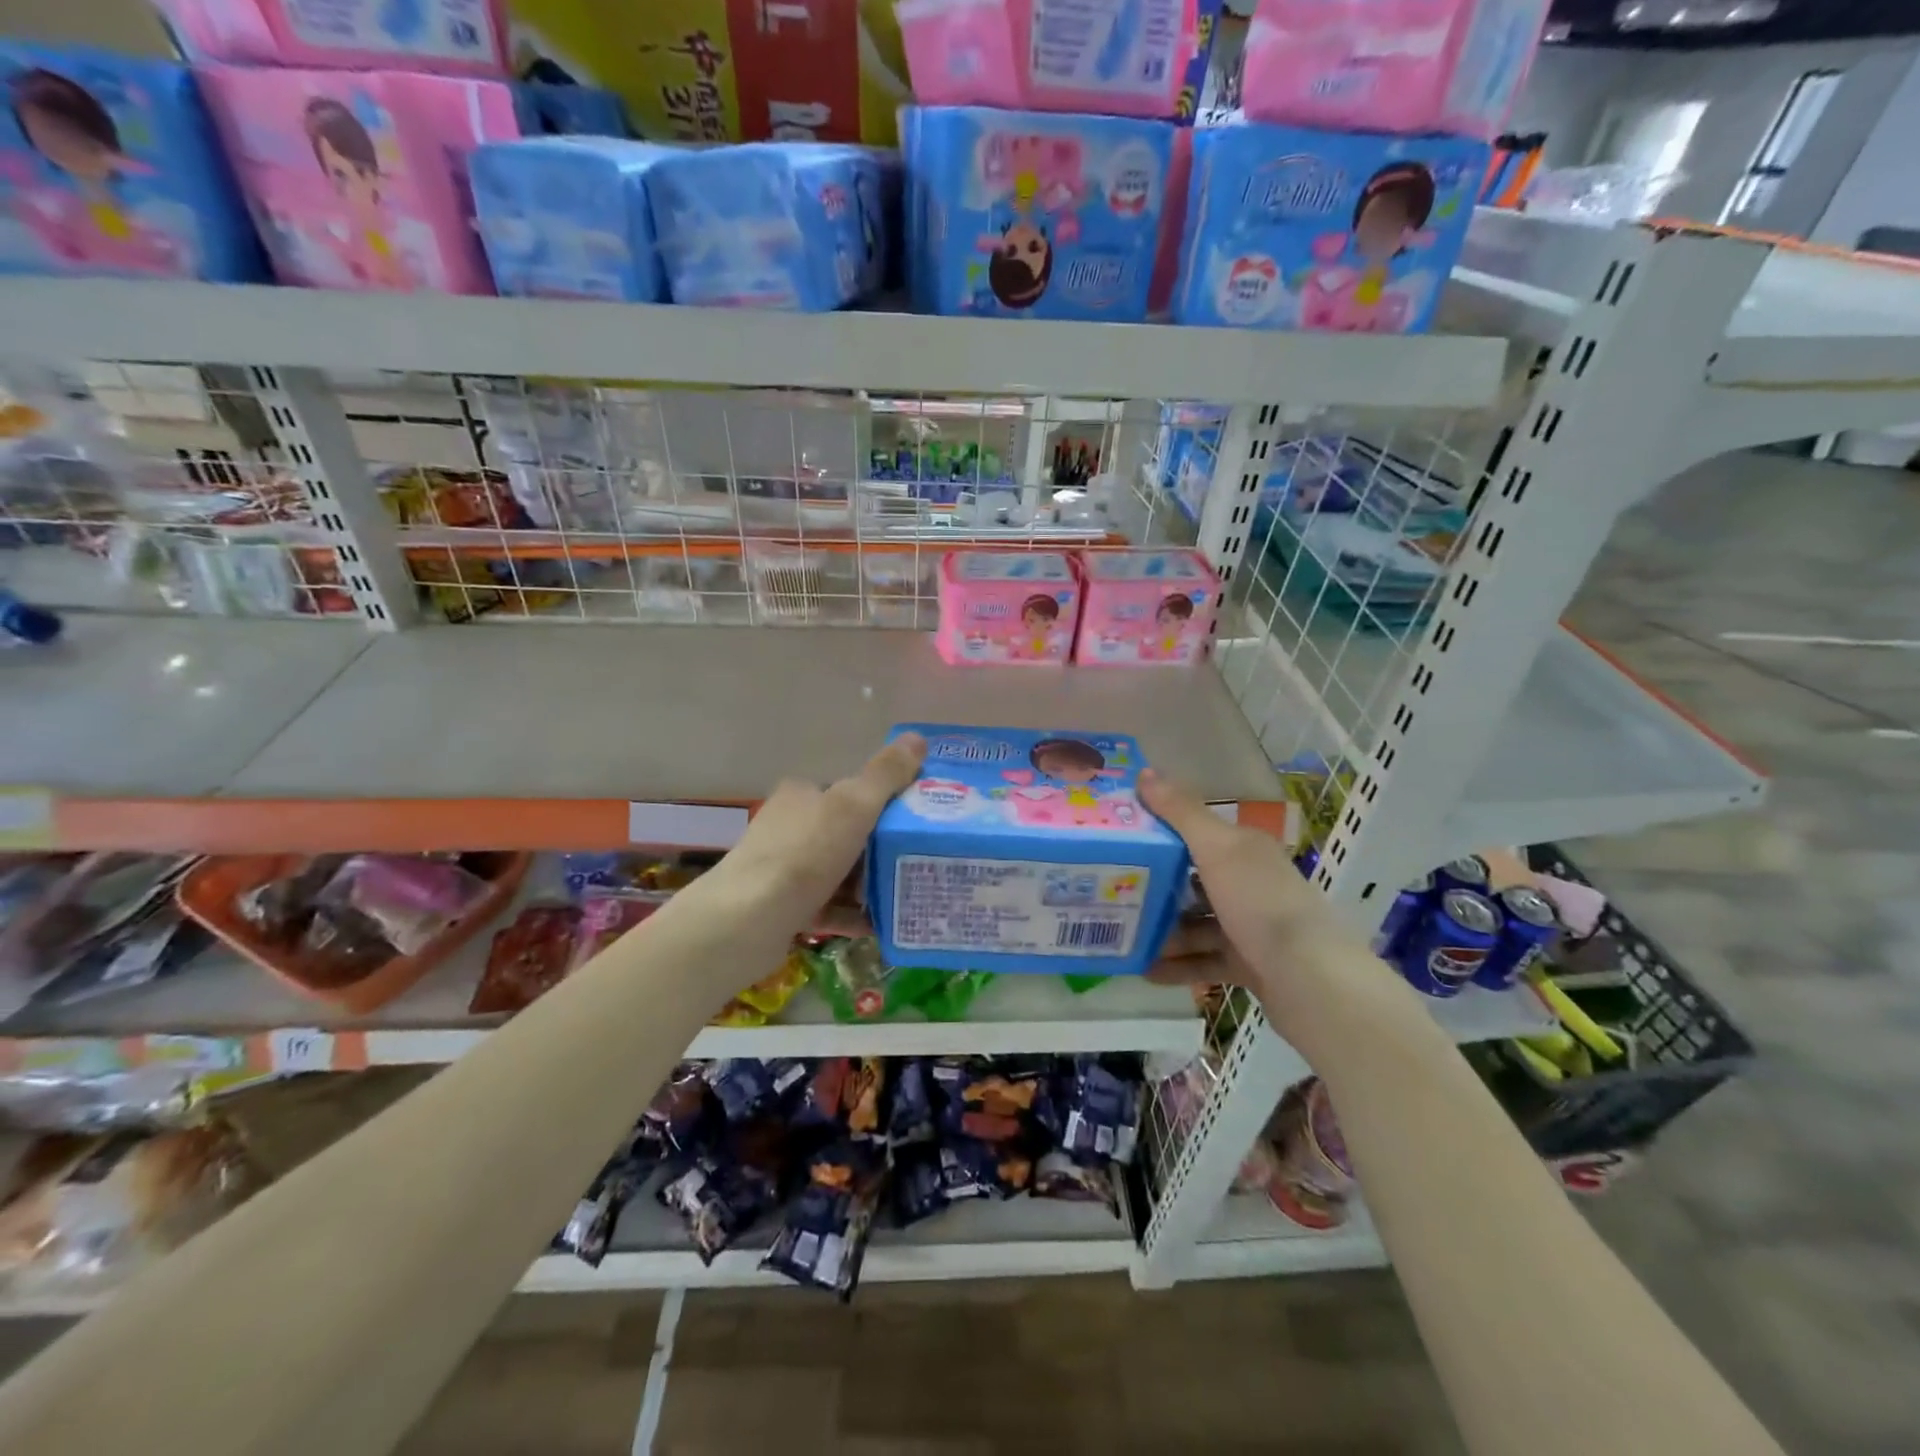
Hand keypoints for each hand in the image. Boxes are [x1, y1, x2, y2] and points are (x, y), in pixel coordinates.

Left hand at [713, 733, 926, 924]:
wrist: (747, 920)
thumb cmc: (804, 854)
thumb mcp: (854, 806)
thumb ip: (886, 774)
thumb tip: (917, 737)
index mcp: (803, 794)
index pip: (849, 790)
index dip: (884, 802)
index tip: (915, 821)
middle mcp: (789, 826)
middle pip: (847, 833)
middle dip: (881, 849)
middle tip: (917, 862)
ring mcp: (782, 867)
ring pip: (838, 872)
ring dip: (869, 884)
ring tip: (905, 895)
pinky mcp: (780, 906)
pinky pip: (828, 906)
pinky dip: (852, 914)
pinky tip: (878, 925)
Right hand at [1137, 769, 1342, 990]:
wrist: (1309, 978)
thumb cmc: (1259, 902)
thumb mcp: (1216, 849)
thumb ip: (1180, 812)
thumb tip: (1145, 771)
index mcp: (1244, 849)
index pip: (1196, 833)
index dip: (1159, 833)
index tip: (1118, 839)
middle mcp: (1248, 882)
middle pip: (1193, 880)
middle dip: (1154, 888)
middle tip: (1111, 891)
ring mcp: (1250, 926)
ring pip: (1197, 924)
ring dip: (1162, 931)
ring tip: (1122, 936)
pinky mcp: (1249, 963)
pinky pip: (1205, 960)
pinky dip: (1178, 965)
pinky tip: (1145, 970)